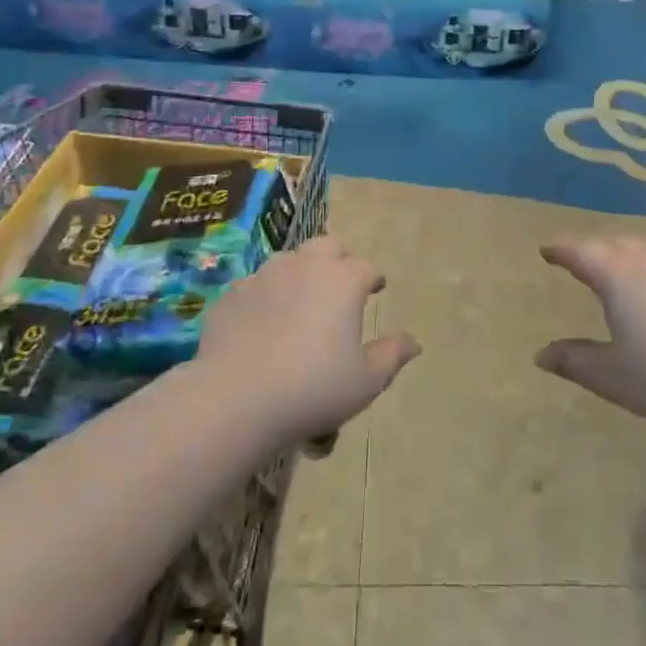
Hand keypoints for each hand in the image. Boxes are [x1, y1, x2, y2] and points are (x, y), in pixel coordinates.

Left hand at [197, 237, 419, 440]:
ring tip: (298, 302)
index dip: (374, 279)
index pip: (367, 268)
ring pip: (288, 261)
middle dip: (337, 260)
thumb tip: (414, 342)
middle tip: (339, 286)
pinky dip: (263, 298)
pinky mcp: (231, 295)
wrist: (235, 399)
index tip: (376, 289)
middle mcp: (305, 266)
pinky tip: (260, 324)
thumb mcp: (366, 381)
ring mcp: (263, 276)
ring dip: (299, 273)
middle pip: (327, 246)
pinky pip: (253, 287)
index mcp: (343, 280)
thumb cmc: (313, 388)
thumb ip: (392, 355)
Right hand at [536, 236, 645, 432]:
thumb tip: (541, 355)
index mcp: (615, 272)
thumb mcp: (613, 376)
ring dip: (623, 252)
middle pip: (611, 242)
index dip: (559, 250)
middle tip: (578, 260)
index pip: (578, 251)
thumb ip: (575, 361)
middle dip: (591, 249)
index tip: (546, 250)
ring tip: (617, 268)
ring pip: (643, 246)